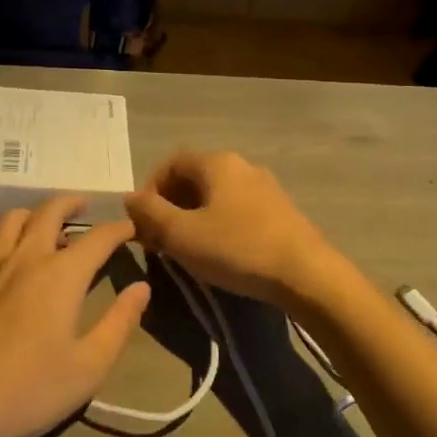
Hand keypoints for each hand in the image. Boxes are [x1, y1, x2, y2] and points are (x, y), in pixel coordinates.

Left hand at [0, 196, 149, 436]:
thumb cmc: (28, 390)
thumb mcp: (88, 367)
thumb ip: (119, 324)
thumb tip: (141, 288)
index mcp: (61, 275)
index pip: (98, 237)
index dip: (119, 229)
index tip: (132, 229)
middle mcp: (26, 258)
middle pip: (49, 211)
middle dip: (72, 202)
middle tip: (86, 205)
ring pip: (13, 219)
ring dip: (36, 213)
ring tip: (48, 224)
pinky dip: (10, 237)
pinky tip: (14, 261)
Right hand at [124, 151, 339, 309]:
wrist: (307, 274)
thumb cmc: (237, 248)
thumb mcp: (183, 235)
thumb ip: (150, 213)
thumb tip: (129, 198)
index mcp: (217, 163)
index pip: (172, 163)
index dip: (150, 188)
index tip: (142, 220)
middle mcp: (242, 165)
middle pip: (195, 178)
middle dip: (171, 205)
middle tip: (160, 238)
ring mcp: (266, 187)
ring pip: (217, 195)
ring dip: (194, 216)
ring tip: (187, 248)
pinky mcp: (281, 211)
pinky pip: (238, 209)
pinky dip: (219, 224)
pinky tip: (221, 252)